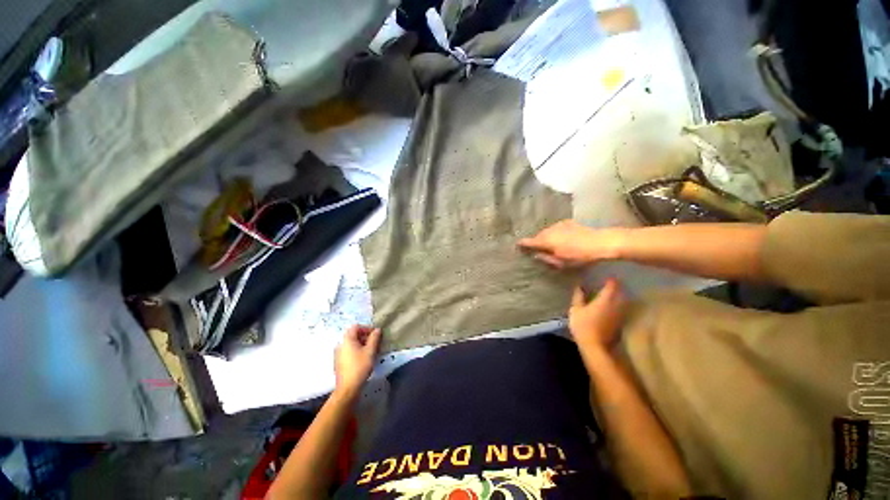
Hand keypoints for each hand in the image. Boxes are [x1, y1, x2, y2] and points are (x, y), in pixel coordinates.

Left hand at [334, 325, 381, 395]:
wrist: (348, 388)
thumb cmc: (360, 366)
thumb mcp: (370, 351)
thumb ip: (374, 338)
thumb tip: (377, 330)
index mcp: (347, 340)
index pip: (356, 327)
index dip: (366, 328)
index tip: (375, 334)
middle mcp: (341, 344)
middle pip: (353, 335)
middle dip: (365, 336)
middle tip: (375, 342)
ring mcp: (338, 354)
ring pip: (352, 344)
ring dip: (362, 344)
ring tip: (371, 351)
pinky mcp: (339, 362)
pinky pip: (349, 351)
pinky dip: (357, 351)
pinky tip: (364, 358)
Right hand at [518, 220, 623, 268]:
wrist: (600, 242)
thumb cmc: (579, 256)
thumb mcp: (561, 263)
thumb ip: (546, 258)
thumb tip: (536, 255)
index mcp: (546, 241)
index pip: (530, 242)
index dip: (523, 244)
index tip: (517, 245)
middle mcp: (549, 230)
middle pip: (538, 235)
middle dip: (536, 241)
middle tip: (536, 248)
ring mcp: (559, 225)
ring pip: (547, 231)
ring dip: (546, 236)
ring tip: (549, 243)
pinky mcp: (568, 222)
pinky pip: (556, 228)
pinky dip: (555, 232)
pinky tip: (560, 237)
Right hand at [569, 279, 626, 351]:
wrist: (596, 347)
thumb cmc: (584, 325)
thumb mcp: (576, 310)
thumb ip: (579, 297)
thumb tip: (580, 286)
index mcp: (606, 299)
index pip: (612, 285)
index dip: (610, 280)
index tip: (606, 277)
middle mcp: (616, 304)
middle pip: (620, 292)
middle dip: (615, 287)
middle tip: (607, 284)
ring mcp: (620, 314)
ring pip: (622, 301)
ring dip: (618, 296)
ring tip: (609, 294)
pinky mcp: (621, 323)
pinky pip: (621, 309)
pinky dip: (617, 305)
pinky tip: (610, 307)